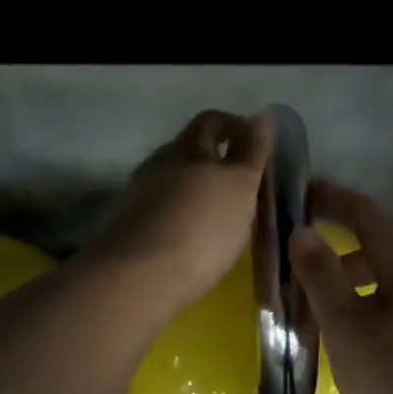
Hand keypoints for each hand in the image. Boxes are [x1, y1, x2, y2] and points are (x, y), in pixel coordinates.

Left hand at [85, 109, 272, 317]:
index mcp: (187, 147)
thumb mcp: (239, 187)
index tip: (260, 149)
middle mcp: (159, 164)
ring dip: (200, 191)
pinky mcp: (131, 227)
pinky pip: (164, 211)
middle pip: (191, 150)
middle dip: (218, 160)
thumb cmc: (200, 227)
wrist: (138, 278)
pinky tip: (197, 238)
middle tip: (246, 186)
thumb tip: (262, 115)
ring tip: (224, 216)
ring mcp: (140, 195)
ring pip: (176, 182)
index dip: (238, 127)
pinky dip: (184, 216)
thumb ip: (251, 153)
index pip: (214, 121)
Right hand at [292, 180, 392, 393]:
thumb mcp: (348, 327)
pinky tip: (354, 339)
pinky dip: (371, 309)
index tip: (302, 191)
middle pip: (380, 249)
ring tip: (318, 304)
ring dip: (353, 283)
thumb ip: (322, 277)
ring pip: (390, 284)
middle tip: (298, 257)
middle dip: (339, 247)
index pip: (367, 216)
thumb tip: (302, 232)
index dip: (333, 200)